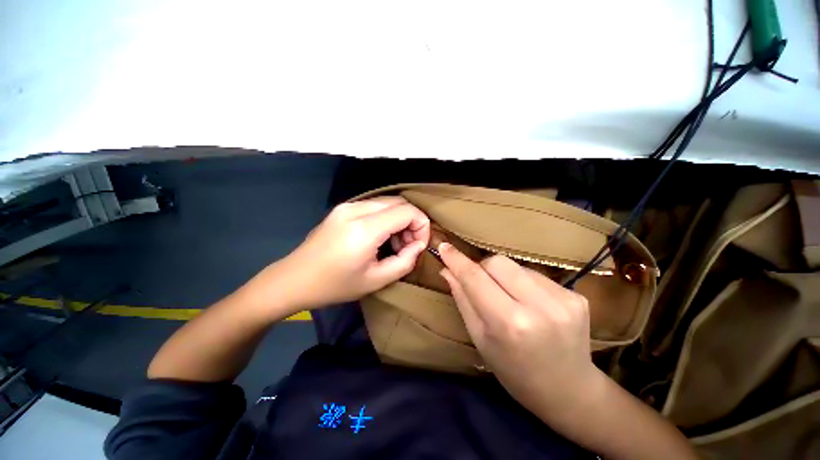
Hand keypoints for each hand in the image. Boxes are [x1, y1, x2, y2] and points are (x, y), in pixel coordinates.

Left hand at [272, 196, 430, 310]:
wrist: (293, 279)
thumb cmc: (335, 286)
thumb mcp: (376, 280)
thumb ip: (405, 261)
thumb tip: (418, 245)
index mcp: (365, 228)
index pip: (407, 211)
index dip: (421, 225)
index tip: (419, 244)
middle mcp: (356, 209)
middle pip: (399, 202)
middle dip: (412, 221)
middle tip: (409, 245)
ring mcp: (347, 206)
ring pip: (387, 202)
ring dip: (399, 219)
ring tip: (395, 243)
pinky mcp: (342, 208)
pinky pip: (374, 206)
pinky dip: (386, 218)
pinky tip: (381, 237)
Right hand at [438, 243, 600, 416]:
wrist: (569, 391)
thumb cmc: (514, 371)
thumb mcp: (480, 338)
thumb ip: (463, 299)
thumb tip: (447, 270)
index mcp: (509, 324)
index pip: (475, 279)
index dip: (457, 260)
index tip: (444, 246)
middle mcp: (539, 307)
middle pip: (497, 262)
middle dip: (482, 268)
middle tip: (481, 285)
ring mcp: (563, 299)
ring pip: (516, 266)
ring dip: (504, 276)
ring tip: (509, 298)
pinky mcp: (576, 295)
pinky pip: (536, 275)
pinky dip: (524, 283)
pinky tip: (530, 303)